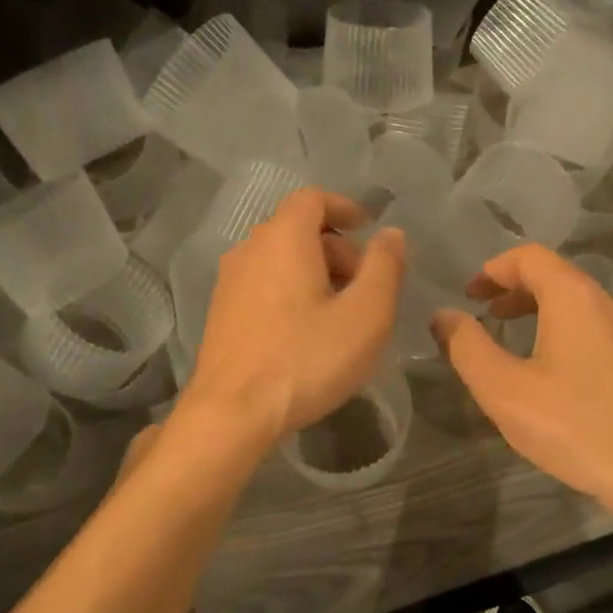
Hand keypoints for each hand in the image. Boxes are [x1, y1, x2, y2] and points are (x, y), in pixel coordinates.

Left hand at [182, 189, 405, 448]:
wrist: (232, 413)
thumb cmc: (306, 359)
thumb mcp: (365, 315)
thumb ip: (384, 267)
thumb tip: (391, 234)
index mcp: (284, 238)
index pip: (313, 199)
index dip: (345, 207)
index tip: (369, 228)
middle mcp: (250, 249)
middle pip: (298, 230)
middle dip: (337, 248)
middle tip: (364, 287)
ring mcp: (229, 282)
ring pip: (280, 259)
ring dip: (315, 273)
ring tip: (340, 314)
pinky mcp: (221, 313)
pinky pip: (264, 285)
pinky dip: (291, 292)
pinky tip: (307, 333)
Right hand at [432, 244, 612, 512]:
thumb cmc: (573, 425)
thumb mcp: (504, 389)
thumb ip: (467, 347)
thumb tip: (444, 316)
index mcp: (575, 298)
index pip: (531, 257)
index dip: (494, 268)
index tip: (469, 293)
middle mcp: (609, 304)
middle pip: (557, 277)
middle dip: (515, 290)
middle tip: (485, 314)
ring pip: (579, 306)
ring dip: (540, 312)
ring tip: (513, 340)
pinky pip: (596, 330)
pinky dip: (564, 333)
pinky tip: (551, 373)